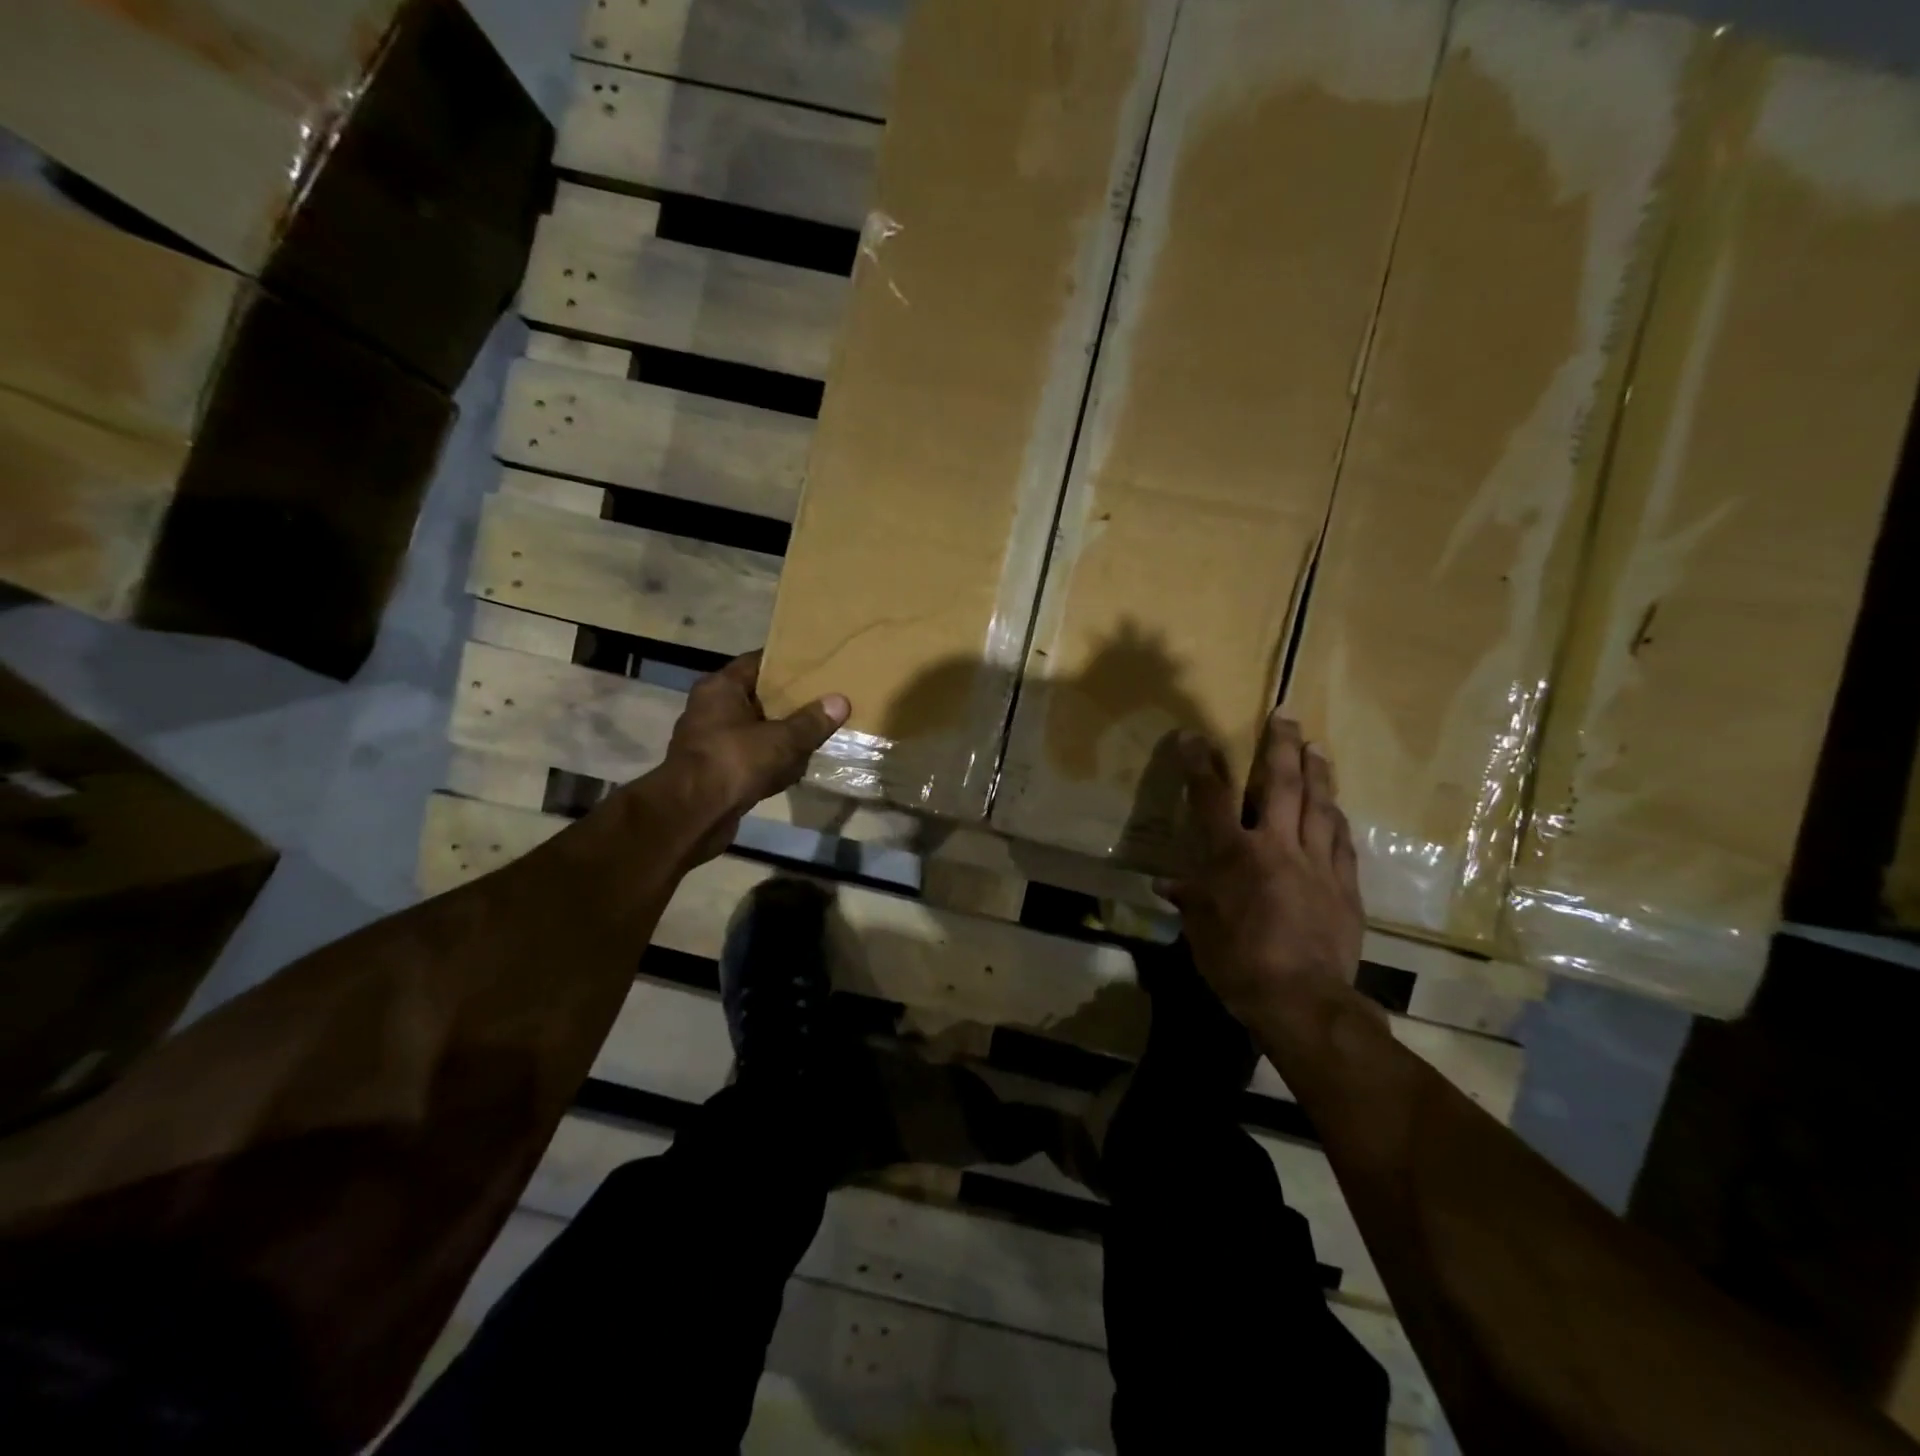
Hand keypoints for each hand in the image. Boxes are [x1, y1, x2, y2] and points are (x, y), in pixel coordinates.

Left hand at [649, 653, 849, 865]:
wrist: (693, 815)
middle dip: (789, 701)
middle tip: (823, 700)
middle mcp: (709, 708)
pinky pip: (749, 757)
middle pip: (757, 696)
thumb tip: (841, 701)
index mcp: (720, 688)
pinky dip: (769, 761)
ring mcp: (709, 741)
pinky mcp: (713, 771)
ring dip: (780, 734)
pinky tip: (795, 768)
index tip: (817, 666)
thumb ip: (812, 721)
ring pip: (754, 729)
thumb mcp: (782, 739)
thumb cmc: (734, 762)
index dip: (787, 663)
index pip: (757, 662)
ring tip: (816, 733)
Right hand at [1157, 712, 1367, 1027]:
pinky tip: (1337, 808)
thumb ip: (1190, 900)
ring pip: (1320, 806)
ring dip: (1318, 773)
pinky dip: (1337, 820)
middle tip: (1286, 717)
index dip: (1200, 763)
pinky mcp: (1345, 885)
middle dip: (1280, 746)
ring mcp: (1316, 863)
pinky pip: (1342, 842)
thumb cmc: (1238, 963)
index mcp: (1233, 855)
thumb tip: (1168, 886)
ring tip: (1317, 748)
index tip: (1194, 737)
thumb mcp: (1201, 931)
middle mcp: (1276, 846)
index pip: (1212, 797)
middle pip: (1281, 784)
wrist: (1302, 999)